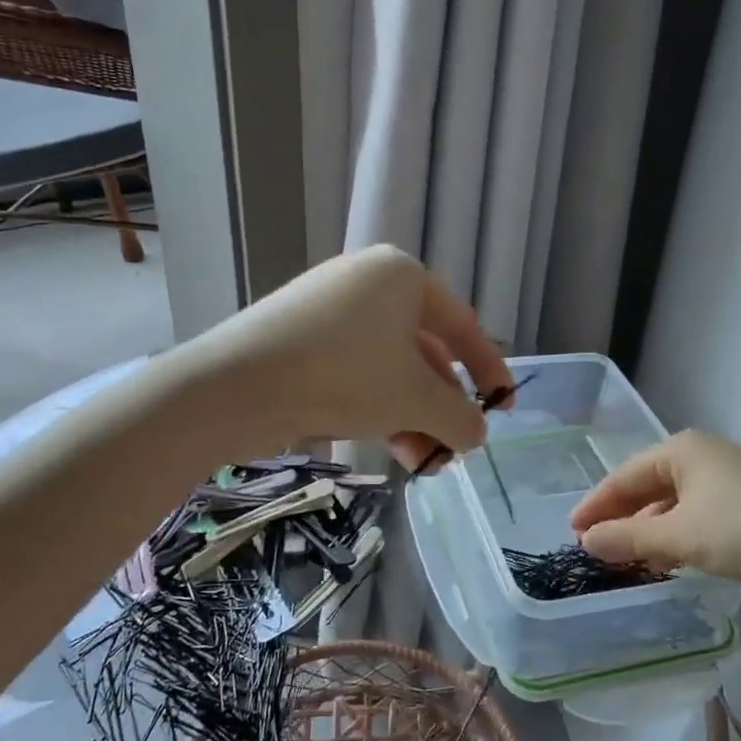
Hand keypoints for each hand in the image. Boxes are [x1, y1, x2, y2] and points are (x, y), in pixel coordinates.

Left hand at [188, 245, 513, 471]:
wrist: (236, 387)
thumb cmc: (344, 374)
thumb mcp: (414, 398)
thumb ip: (459, 417)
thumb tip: (476, 435)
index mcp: (402, 277)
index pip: (463, 326)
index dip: (489, 371)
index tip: (503, 409)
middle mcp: (368, 285)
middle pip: (425, 352)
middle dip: (443, 407)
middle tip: (454, 449)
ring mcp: (330, 313)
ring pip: (390, 369)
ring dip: (414, 417)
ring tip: (423, 463)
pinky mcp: (302, 342)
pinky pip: (358, 374)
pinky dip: (380, 409)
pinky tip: (391, 449)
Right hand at [569, 430, 740, 597]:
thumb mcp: (678, 538)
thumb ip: (628, 539)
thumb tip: (586, 541)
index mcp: (681, 450)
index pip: (625, 476)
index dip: (596, 505)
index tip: (573, 530)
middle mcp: (701, 455)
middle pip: (647, 486)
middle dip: (621, 518)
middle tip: (594, 544)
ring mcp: (725, 477)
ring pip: (671, 502)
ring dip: (647, 529)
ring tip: (625, 557)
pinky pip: (693, 513)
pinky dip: (674, 534)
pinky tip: (665, 558)